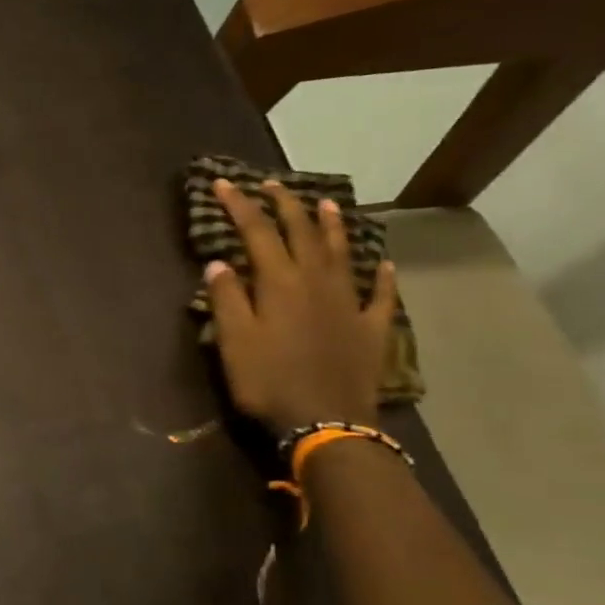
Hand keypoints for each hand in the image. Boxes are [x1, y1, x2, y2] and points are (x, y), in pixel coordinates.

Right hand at [204, 179, 397, 432]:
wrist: (326, 422)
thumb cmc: (269, 382)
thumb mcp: (235, 341)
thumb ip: (227, 298)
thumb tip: (219, 261)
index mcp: (280, 283)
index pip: (257, 232)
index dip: (240, 205)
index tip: (223, 183)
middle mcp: (317, 282)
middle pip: (302, 233)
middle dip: (284, 205)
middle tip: (272, 184)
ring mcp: (349, 303)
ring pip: (341, 253)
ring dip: (332, 226)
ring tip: (326, 204)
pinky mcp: (370, 328)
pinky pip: (380, 294)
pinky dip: (383, 276)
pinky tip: (384, 264)